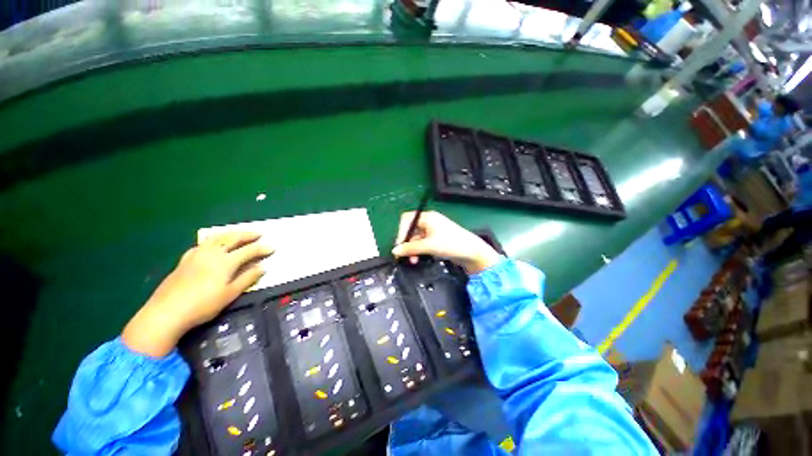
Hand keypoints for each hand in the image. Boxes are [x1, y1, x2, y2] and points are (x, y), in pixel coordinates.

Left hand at [122, 232, 273, 356]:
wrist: (166, 312)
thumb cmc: (203, 305)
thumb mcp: (230, 294)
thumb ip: (247, 278)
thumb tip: (262, 267)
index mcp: (225, 262)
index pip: (249, 251)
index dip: (262, 249)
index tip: (273, 247)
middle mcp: (212, 253)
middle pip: (232, 239)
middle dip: (247, 235)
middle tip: (259, 234)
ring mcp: (197, 255)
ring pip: (216, 238)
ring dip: (231, 234)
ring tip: (239, 234)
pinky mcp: (185, 260)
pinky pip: (203, 244)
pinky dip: (213, 240)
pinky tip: (213, 244)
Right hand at [392, 211, 500, 273]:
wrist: (472, 252)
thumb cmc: (451, 244)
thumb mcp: (429, 246)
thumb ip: (411, 248)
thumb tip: (395, 251)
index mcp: (427, 218)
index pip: (407, 219)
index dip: (401, 231)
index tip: (399, 245)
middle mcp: (429, 222)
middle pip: (410, 229)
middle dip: (406, 242)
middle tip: (403, 255)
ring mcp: (432, 231)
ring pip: (416, 238)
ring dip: (412, 249)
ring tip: (412, 260)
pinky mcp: (436, 240)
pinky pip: (422, 243)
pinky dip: (418, 250)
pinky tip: (417, 258)